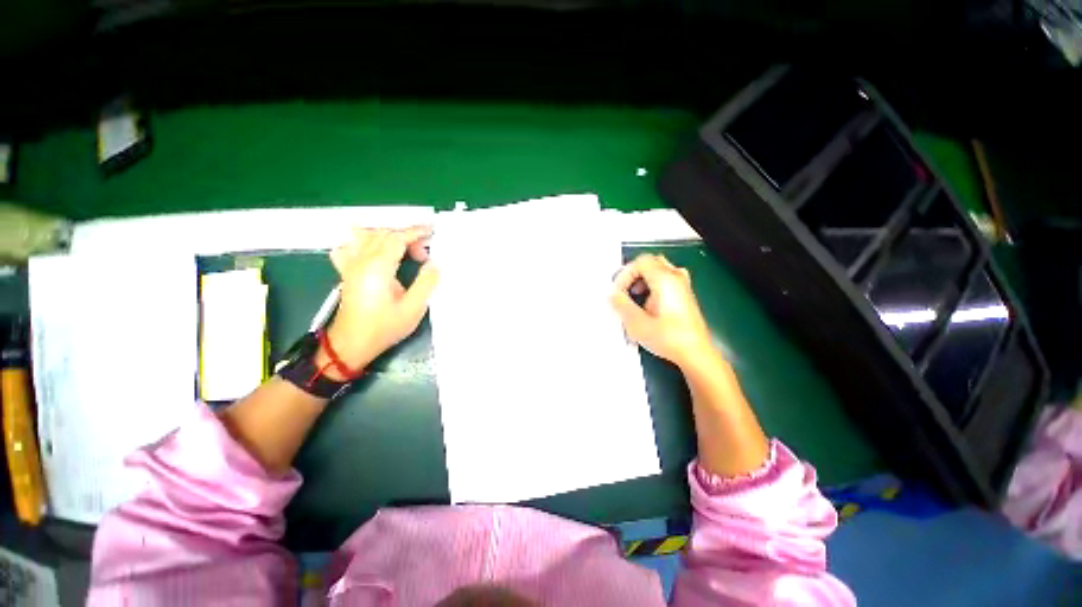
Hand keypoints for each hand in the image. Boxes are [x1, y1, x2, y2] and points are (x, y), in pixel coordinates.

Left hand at [322, 226, 438, 372]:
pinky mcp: (346, 272)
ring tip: (403, 249)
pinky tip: (373, 252)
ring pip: (366, 236)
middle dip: (406, 237)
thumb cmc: (384, 327)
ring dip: (387, 236)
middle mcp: (361, 261)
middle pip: (383, 234)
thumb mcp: (413, 308)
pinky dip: (362, 243)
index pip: (396, 238)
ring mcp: (350, 265)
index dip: (415, 232)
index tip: (431, 231)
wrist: (351, 344)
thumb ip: (426, 282)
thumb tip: (435, 264)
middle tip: (424, 255)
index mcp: (378, 267)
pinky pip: (349, 247)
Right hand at [610, 254, 714, 368]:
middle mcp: (676, 277)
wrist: (696, 354)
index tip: (618, 292)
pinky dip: (652, 286)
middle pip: (650, 262)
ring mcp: (683, 286)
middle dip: (633, 275)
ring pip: (658, 270)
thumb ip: (622, 304)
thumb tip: (612, 294)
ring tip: (635, 298)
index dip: (625, 274)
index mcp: (665, 279)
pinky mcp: (685, 295)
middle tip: (625, 291)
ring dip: (642, 280)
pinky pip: (665, 280)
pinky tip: (648, 305)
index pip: (640, 262)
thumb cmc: (668, 338)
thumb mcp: (637, 323)